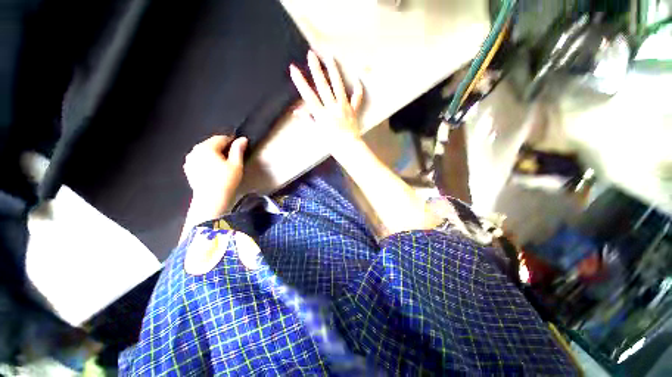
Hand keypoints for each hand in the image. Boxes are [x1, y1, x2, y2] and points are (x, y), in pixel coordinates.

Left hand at [183, 135, 247, 212]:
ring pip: (205, 152)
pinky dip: (207, 161)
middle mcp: (195, 150)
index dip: (232, 142)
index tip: (240, 149)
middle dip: (222, 148)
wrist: (211, 200)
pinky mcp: (188, 169)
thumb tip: (243, 139)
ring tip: (224, 166)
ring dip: (214, 155)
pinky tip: (214, 171)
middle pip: (212, 144)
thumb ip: (238, 149)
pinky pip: (199, 160)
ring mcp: (190, 160)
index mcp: (206, 147)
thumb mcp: (236, 164)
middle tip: (233, 159)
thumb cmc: (226, 181)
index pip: (221, 138)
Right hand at [290, 50, 363, 150]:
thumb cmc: (331, 142)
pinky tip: (358, 80)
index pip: (308, 95)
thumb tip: (296, 111)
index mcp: (321, 114)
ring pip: (338, 86)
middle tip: (311, 54)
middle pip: (323, 86)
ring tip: (330, 56)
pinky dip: (358, 90)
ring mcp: (343, 107)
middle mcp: (332, 108)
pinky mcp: (353, 110)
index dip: (300, 82)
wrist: (348, 147)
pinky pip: (357, 98)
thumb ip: (308, 120)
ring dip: (333, 71)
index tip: (293, 69)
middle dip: (316, 69)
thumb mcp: (317, 132)